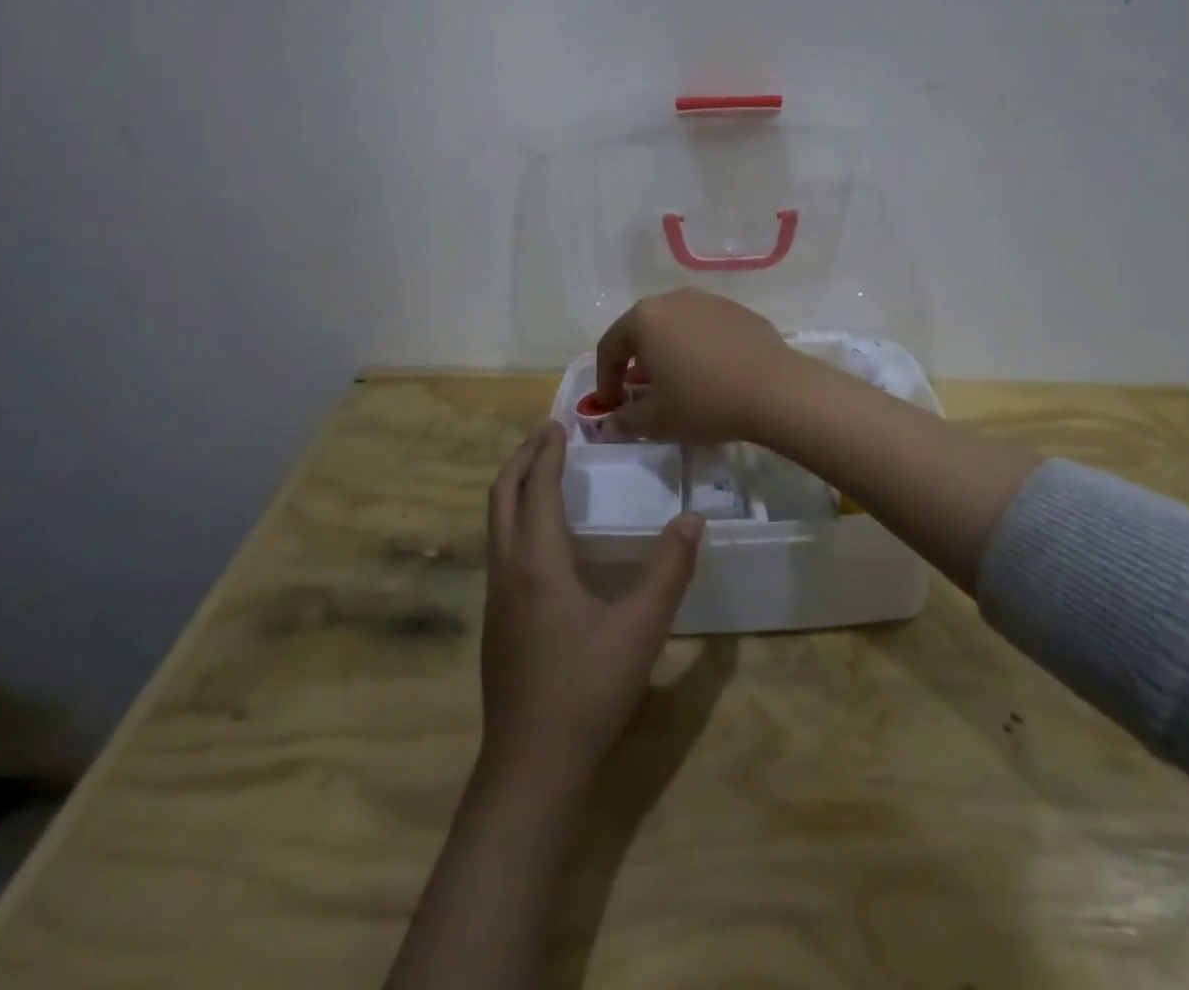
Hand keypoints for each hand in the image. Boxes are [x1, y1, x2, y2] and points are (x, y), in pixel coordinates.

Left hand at [479, 422, 703, 792]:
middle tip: (545, 434)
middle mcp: (508, 570)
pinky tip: (542, 538)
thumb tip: (693, 519)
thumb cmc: (587, 689)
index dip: (547, 453)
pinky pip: (500, 549)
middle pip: (502, 498)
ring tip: (542, 473)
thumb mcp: (641, 627)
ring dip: (515, 489)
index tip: (558, 423)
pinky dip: (515, 519)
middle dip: (521, 460)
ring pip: (495, 525)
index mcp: (537, 562)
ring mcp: (496, 598)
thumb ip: (670, 570)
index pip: (537, 490)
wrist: (530, 766)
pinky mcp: (496, 622)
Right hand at [595, 288, 800, 442]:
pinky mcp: (740, 312)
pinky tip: (712, 376)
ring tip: (677, 383)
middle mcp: (675, 300)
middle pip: (643, 330)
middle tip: (641, 393)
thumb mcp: (656, 420)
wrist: (775, 390)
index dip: (605, 379)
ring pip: (677, 327)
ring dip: (669, 353)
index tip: (612, 407)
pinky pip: (707, 330)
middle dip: (636, 363)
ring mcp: (711, 301)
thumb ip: (625, 419)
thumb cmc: (704, 402)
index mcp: (645, 318)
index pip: (610, 346)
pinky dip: (699, 349)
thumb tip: (610, 422)